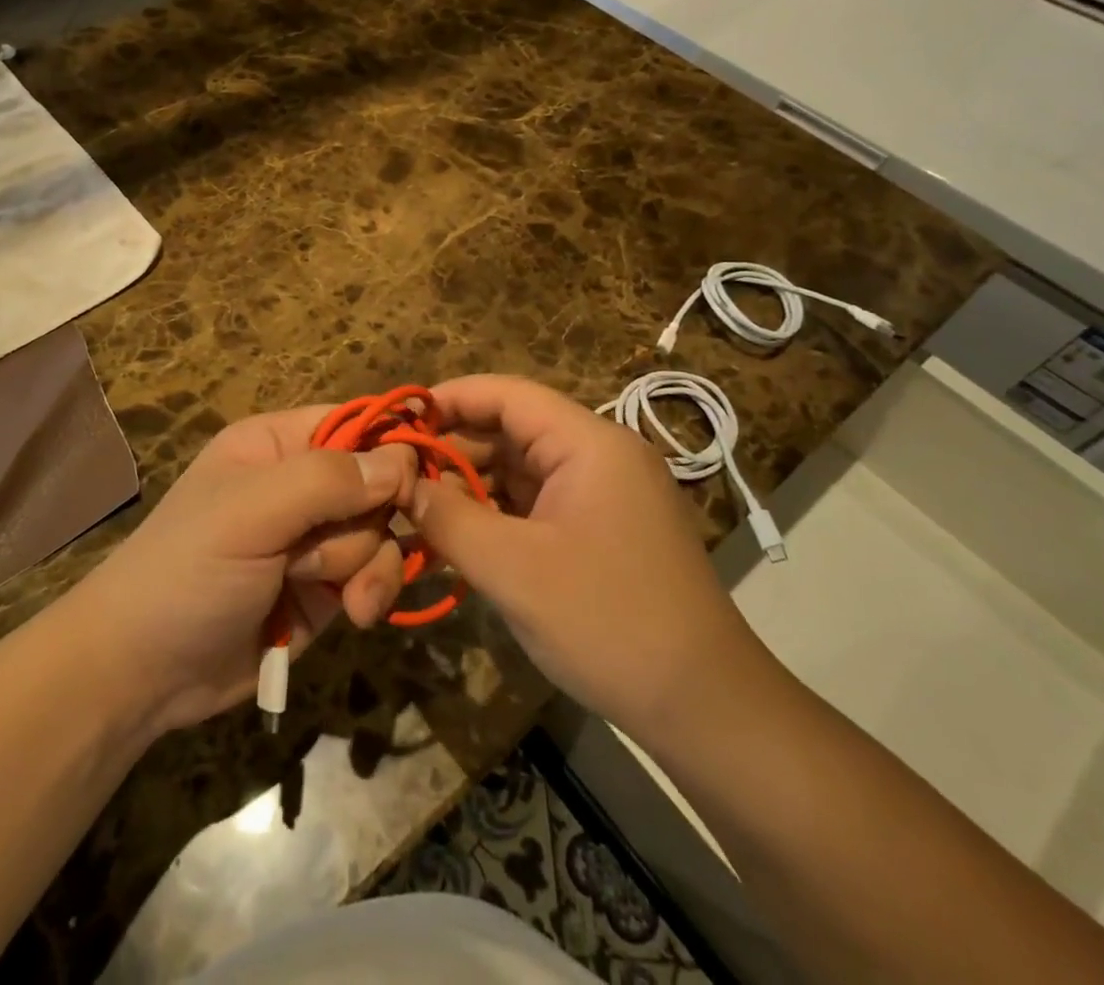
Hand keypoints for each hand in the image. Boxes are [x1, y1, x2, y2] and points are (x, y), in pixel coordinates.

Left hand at [64, 405, 415, 735]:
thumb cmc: (188, 570)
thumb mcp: (250, 513)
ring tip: (330, 594)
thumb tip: (401, 462)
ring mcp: (317, 538)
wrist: (145, 673)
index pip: (355, 423)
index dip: (387, 450)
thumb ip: (326, 481)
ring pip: (382, 532)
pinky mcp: (328, 588)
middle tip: (323, 551)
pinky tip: (355, 615)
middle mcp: (303, 484)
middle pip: (377, 483)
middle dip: (365, 522)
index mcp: (278, 444)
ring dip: (366, 565)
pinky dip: (373, 593)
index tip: (404, 488)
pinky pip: (377, 575)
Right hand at [411, 375, 764, 737]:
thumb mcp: (513, 570)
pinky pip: (537, 505)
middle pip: (512, 431)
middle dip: (454, 450)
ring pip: (521, 471)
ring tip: (417, 509)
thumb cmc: (607, 623)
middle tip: (398, 477)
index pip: (508, 395)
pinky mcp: (602, 529)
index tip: (398, 420)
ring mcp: (603, 494)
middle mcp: (599, 455)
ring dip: (471, 487)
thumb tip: (405, 485)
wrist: (705, 708)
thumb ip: (449, 518)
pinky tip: (457, 539)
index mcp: (589, 444)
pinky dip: (496, 516)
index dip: (449, 399)